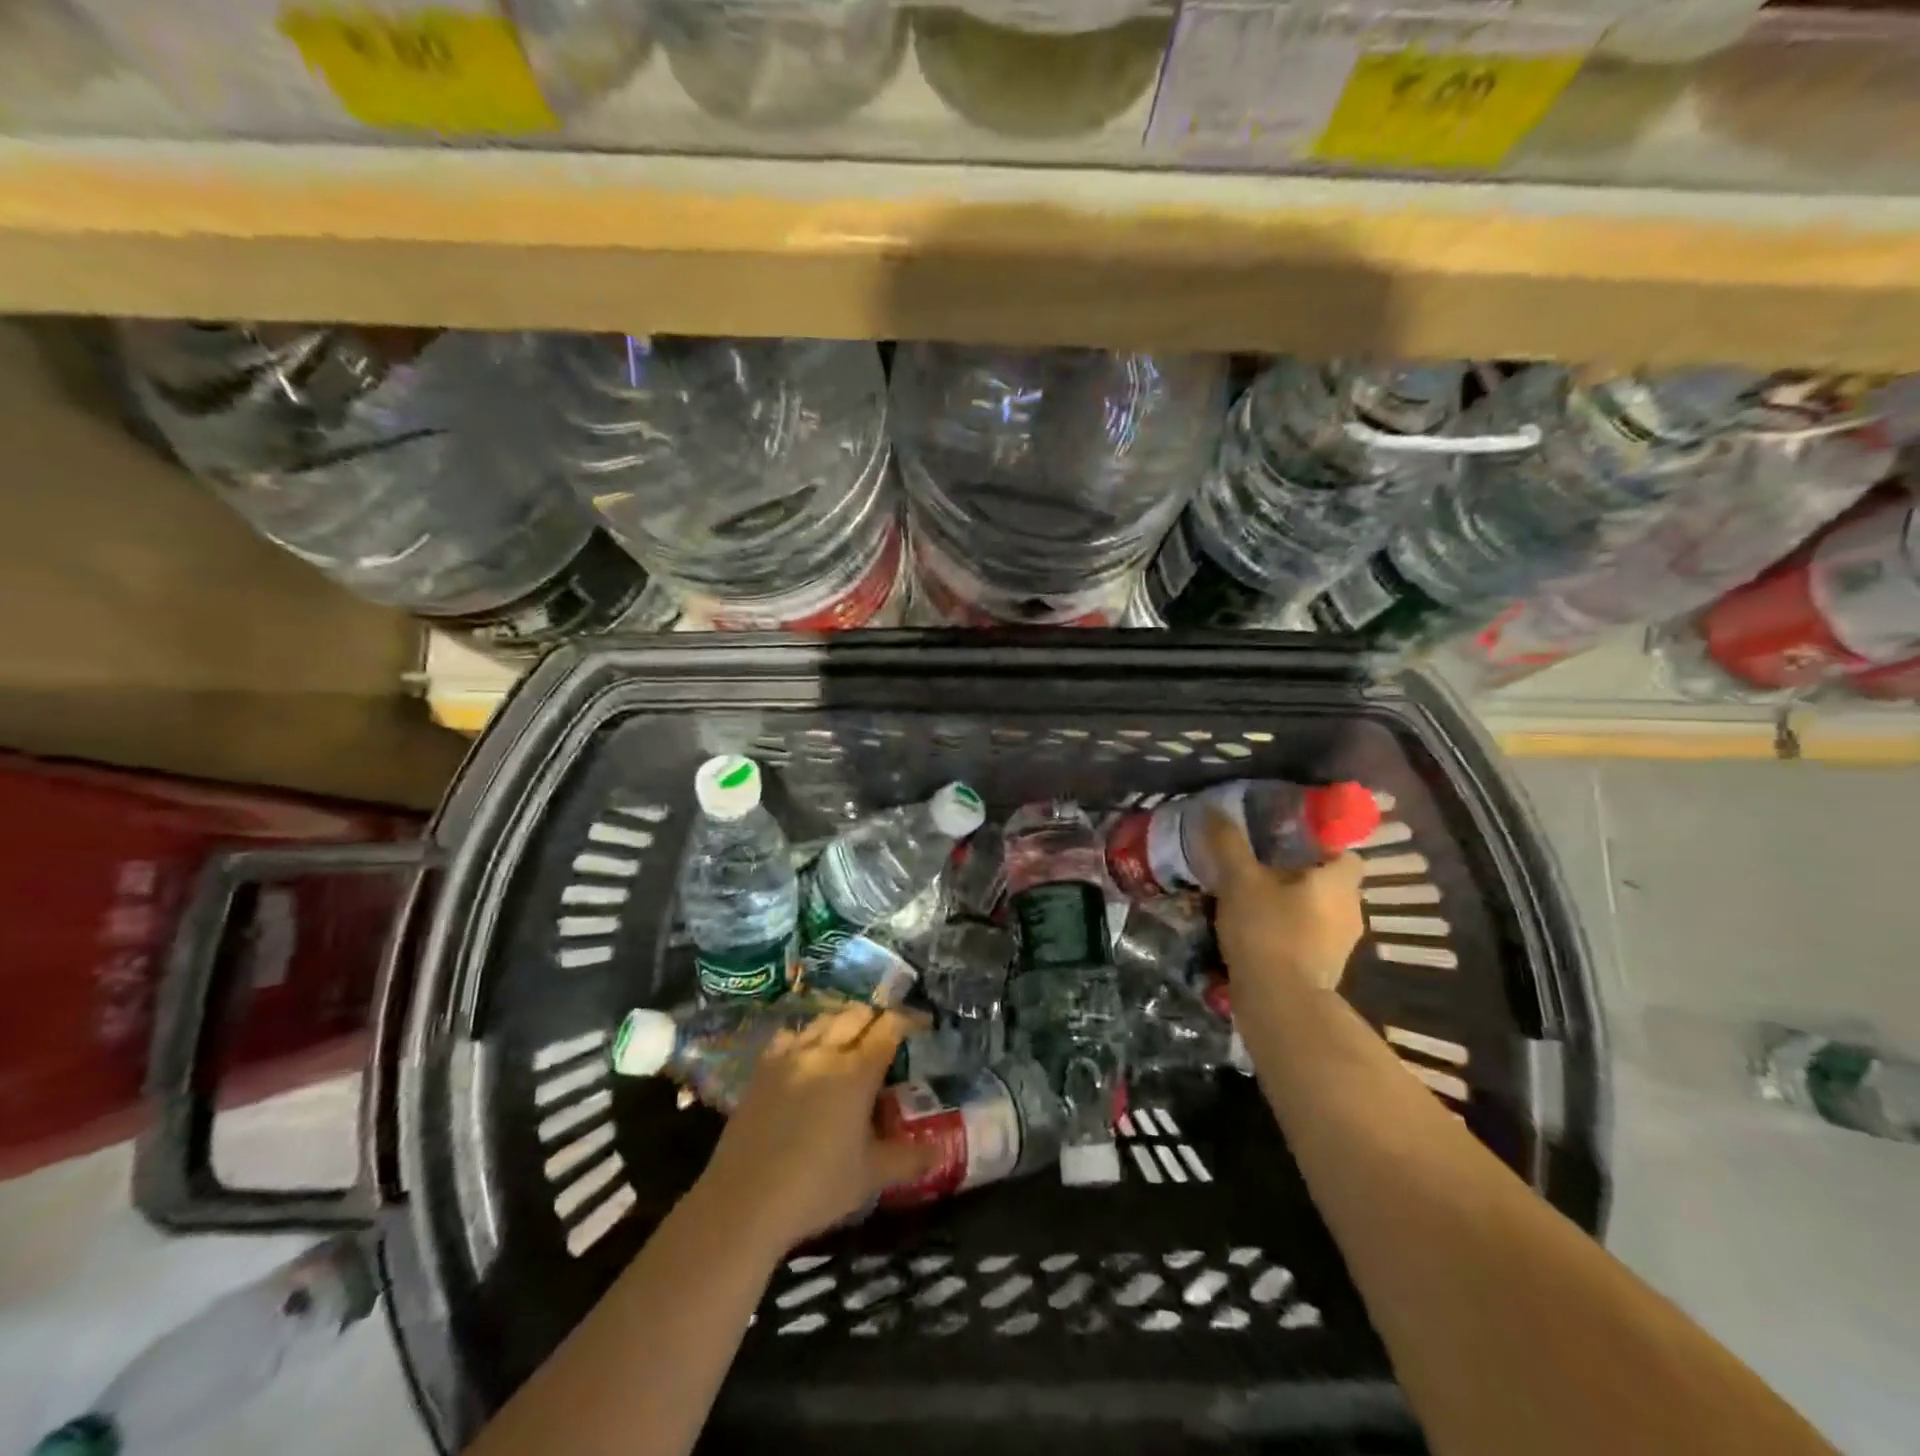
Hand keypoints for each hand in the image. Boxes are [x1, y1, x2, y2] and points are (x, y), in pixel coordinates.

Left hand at [695, 1005, 936, 1254]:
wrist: (745, 1200)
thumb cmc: (817, 1187)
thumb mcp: (871, 1176)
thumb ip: (909, 1159)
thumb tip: (940, 1151)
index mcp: (858, 1071)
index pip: (889, 1027)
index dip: (909, 1019)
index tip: (922, 1023)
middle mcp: (825, 1051)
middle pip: (856, 1014)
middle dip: (876, 1017)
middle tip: (888, 1034)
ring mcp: (790, 1056)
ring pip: (823, 1020)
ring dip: (843, 1022)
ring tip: (851, 1039)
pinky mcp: (763, 1069)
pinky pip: (790, 1036)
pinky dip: (806, 1036)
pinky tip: (807, 1053)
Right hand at [1202, 808, 1364, 993]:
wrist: (1280, 1002)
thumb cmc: (1268, 929)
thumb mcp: (1239, 879)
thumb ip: (1228, 843)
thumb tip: (1211, 809)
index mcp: (1340, 882)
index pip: (1344, 852)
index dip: (1319, 846)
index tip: (1286, 845)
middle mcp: (1351, 910)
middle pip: (1330, 883)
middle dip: (1300, 876)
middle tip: (1261, 870)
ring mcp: (1342, 945)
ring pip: (1320, 913)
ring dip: (1295, 907)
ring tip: (1255, 902)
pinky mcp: (1326, 970)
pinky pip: (1310, 939)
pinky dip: (1290, 934)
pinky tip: (1258, 934)